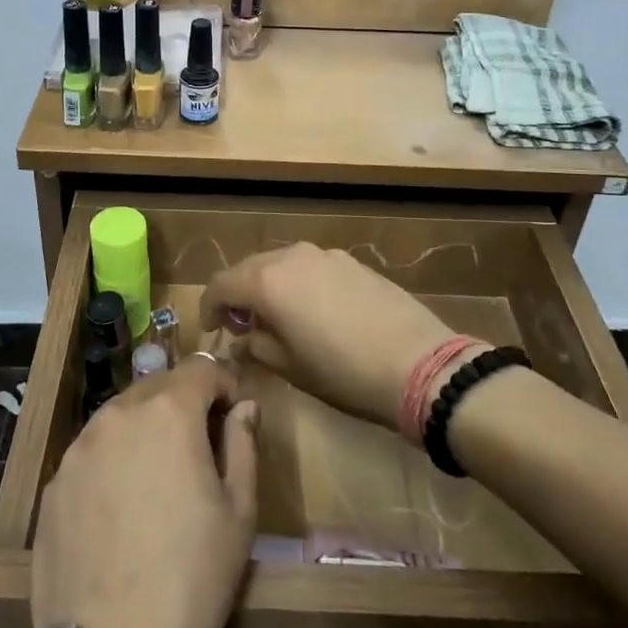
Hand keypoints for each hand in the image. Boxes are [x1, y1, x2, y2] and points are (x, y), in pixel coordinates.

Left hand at [30, 357, 258, 627]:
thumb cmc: (193, 577)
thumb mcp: (239, 511)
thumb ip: (243, 443)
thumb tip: (244, 407)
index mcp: (167, 412)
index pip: (201, 368)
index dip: (225, 384)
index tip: (237, 413)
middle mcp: (116, 414)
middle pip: (157, 387)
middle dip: (185, 403)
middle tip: (202, 445)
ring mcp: (77, 449)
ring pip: (120, 418)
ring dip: (146, 430)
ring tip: (160, 478)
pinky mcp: (53, 485)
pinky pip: (91, 455)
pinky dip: (113, 462)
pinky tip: (121, 510)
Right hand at [199, 244, 450, 430]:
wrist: (419, 364)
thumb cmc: (344, 372)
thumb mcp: (291, 368)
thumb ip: (258, 346)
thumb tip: (246, 337)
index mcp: (268, 281)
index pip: (221, 284)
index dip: (208, 307)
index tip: (211, 330)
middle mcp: (292, 257)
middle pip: (250, 268)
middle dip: (238, 295)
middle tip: (240, 327)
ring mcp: (325, 255)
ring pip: (281, 264)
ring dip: (269, 286)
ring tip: (276, 318)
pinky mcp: (352, 262)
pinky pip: (311, 267)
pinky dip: (298, 284)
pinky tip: (312, 311)